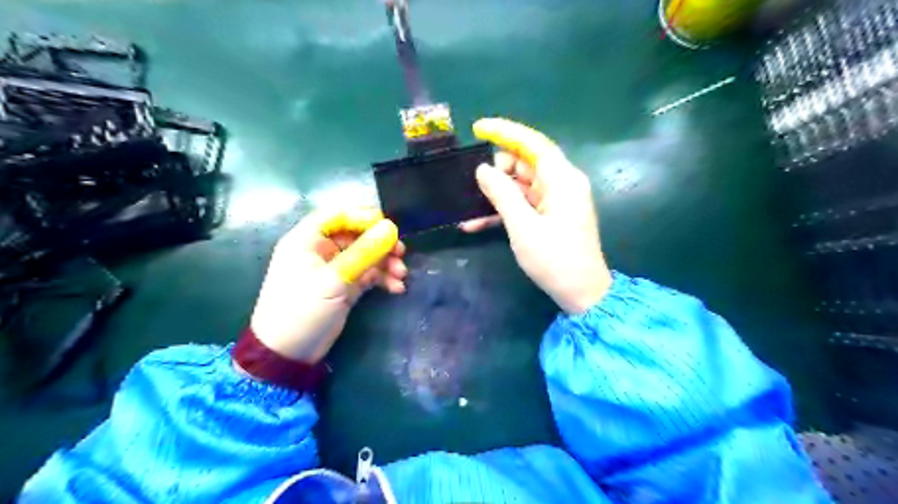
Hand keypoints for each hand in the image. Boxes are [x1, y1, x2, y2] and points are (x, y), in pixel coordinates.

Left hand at [249, 209, 408, 366]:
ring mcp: (334, 269)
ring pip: (365, 256)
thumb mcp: (334, 280)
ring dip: (385, 264)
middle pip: (356, 236)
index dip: (363, 217)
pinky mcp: (344, 287)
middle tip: (401, 254)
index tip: (388, 228)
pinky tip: (396, 288)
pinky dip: (382, 279)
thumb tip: (390, 228)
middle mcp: (321, 250)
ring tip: (401, 275)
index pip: (338, 215)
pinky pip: (367, 275)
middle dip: (380, 244)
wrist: (288, 353)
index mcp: (307, 240)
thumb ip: (363, 252)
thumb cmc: (303, 309)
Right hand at [463, 119, 609, 315]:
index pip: (533, 144)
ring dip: (495, 195)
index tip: (478, 127)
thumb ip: (502, 194)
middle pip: (525, 164)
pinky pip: (524, 204)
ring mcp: (556, 200)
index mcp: (562, 180)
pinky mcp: (551, 215)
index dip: (506, 132)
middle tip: (472, 188)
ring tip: (467, 208)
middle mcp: (562, 184)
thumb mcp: (523, 227)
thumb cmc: (554, 260)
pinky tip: (476, 223)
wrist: (581, 294)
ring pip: (520, 186)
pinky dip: (503, 210)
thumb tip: (483, 169)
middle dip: (497, 172)